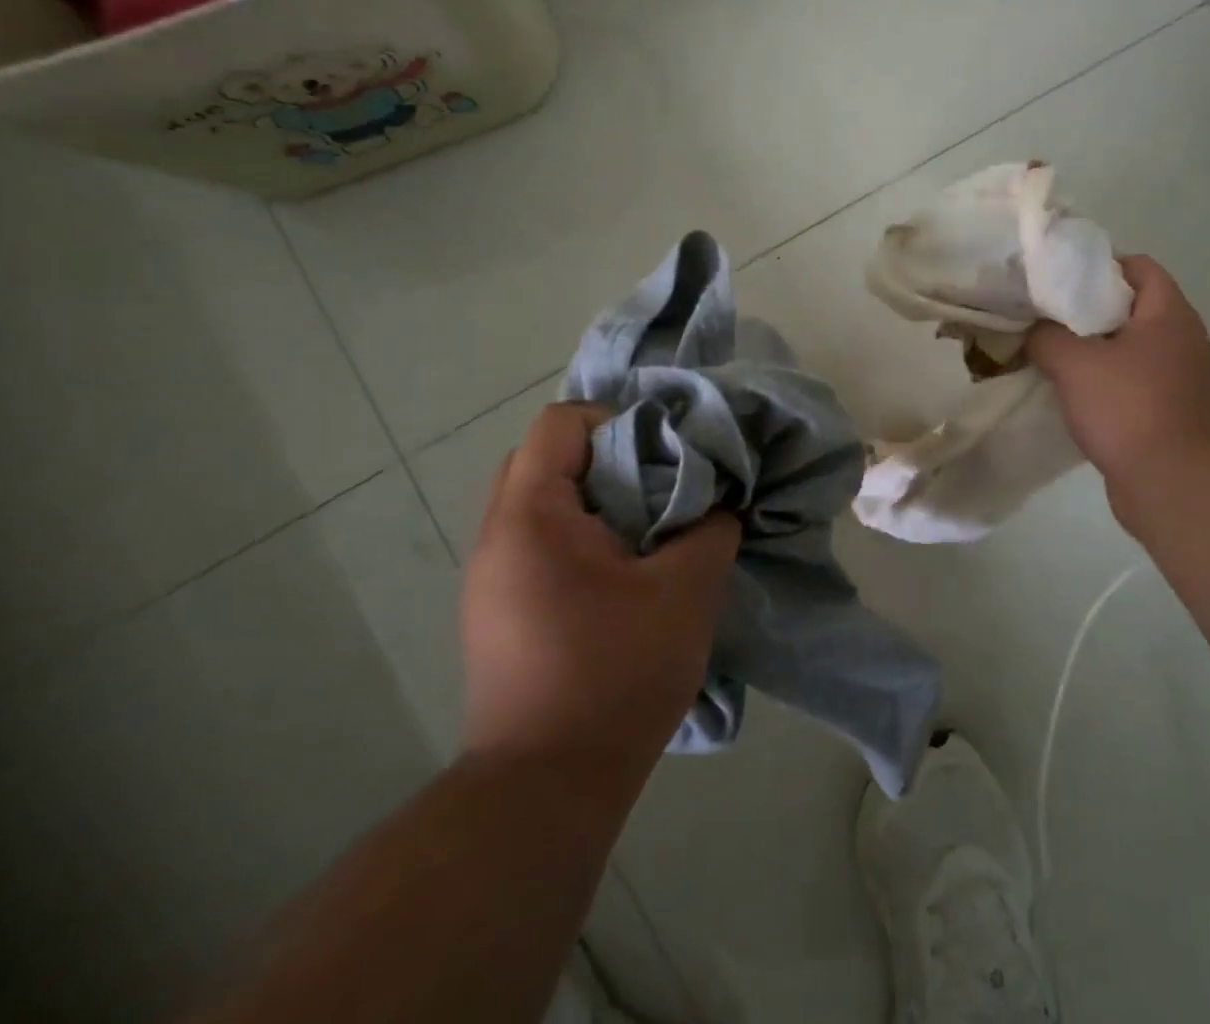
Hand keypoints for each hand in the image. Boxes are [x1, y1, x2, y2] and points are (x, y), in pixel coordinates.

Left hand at [461, 403, 740, 777]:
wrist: (545, 789)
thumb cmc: (616, 674)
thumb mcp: (686, 590)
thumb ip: (712, 528)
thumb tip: (720, 503)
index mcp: (532, 515)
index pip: (561, 422)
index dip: (619, 421)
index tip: (666, 453)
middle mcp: (497, 536)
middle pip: (545, 458)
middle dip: (607, 458)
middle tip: (657, 486)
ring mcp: (489, 578)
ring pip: (541, 503)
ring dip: (595, 502)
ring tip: (647, 531)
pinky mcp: (496, 613)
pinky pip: (537, 544)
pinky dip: (579, 538)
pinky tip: (622, 576)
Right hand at [1026, 255, 1209, 524]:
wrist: (1174, 484)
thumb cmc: (1129, 408)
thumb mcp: (1074, 363)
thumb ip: (1045, 336)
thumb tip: (1032, 331)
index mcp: (1169, 314)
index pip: (1138, 266)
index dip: (1098, 264)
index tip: (1058, 276)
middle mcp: (1180, 339)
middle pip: (1129, 307)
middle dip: (1085, 308)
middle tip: (1043, 312)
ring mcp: (1177, 377)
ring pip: (1126, 347)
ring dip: (1090, 348)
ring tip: (1048, 349)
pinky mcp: (1167, 410)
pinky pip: (1128, 381)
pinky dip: (1100, 380)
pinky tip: (1066, 389)